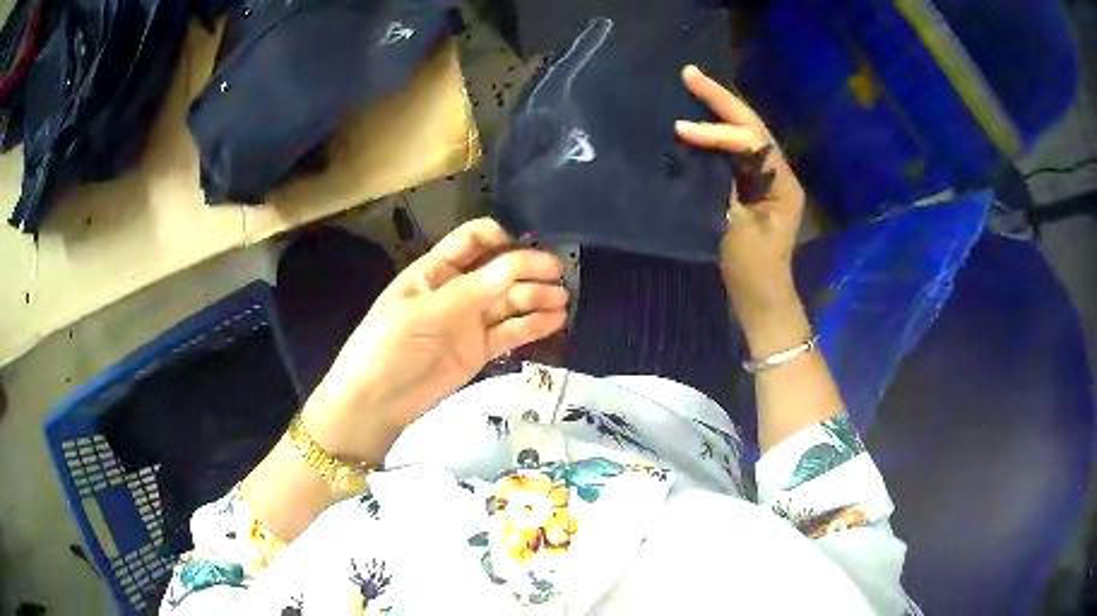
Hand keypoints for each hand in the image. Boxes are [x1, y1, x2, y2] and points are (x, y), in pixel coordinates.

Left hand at [302, 219, 567, 464]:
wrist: (375, 401)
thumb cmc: (389, 345)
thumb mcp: (426, 312)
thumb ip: (472, 291)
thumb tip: (517, 265)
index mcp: (435, 270)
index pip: (472, 240)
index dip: (500, 238)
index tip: (524, 247)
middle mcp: (457, 290)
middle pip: (498, 270)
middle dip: (527, 268)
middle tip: (557, 274)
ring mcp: (469, 321)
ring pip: (509, 302)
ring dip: (536, 297)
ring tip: (562, 300)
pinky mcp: (479, 350)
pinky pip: (510, 333)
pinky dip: (532, 325)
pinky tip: (555, 320)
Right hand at [675, 65, 805, 325]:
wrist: (761, 297)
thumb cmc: (754, 270)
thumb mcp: (738, 231)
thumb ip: (724, 190)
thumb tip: (701, 154)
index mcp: (783, 183)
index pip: (751, 143)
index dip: (718, 133)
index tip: (682, 130)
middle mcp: (778, 173)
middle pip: (751, 126)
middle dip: (721, 99)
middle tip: (690, 74)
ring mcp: (766, 178)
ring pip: (744, 133)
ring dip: (719, 109)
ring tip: (694, 85)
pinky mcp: (751, 186)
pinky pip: (735, 150)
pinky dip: (716, 132)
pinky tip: (698, 119)